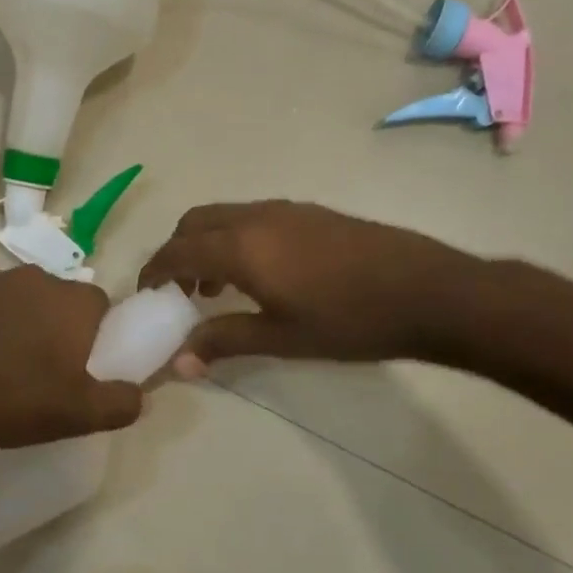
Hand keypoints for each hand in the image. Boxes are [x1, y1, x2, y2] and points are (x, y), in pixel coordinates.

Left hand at [0, 266, 142, 448]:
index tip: (83, 366)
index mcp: (71, 301)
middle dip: (57, 328)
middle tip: (45, 371)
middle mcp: (34, 278)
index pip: (102, 306)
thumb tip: (142, 395)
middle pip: (59, 301)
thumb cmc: (10, 399)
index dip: (98, 336)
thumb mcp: (77, 414)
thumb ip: (121, 403)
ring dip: (18, 325)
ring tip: (2, 368)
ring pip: (18, 301)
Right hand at [137, 201, 485, 373]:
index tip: (145, 293)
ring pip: (226, 216)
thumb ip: (225, 341)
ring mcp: (287, 210)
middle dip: (177, 251)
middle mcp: (257, 217)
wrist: (427, 292)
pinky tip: (260, 274)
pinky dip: (236, 239)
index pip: (178, 250)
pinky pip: (253, 217)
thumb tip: (179, 362)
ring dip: (208, 244)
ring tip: (216, 287)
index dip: (154, 270)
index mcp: (241, 245)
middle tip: (180, 290)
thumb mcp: (281, 338)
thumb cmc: (349, 320)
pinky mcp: (312, 213)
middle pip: (196, 222)